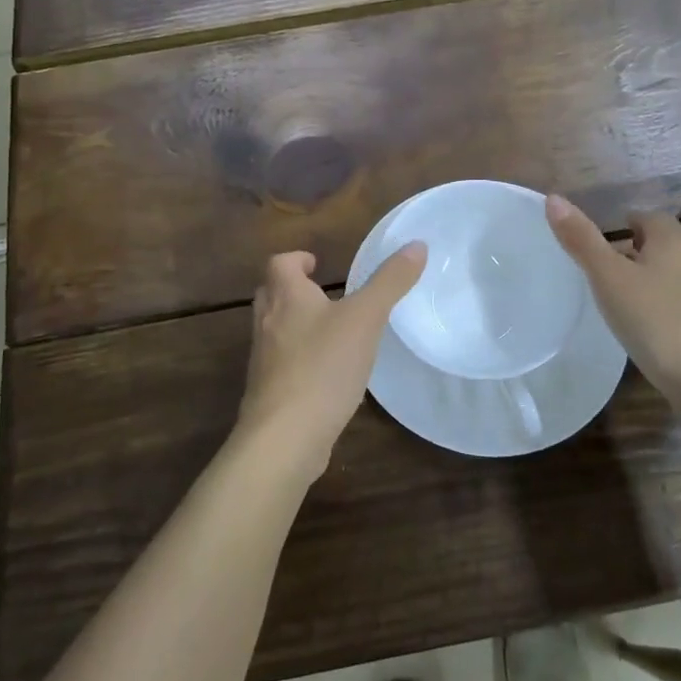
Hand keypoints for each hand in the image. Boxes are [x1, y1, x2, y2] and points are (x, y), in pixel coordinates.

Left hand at [236, 244, 425, 485]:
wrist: (285, 436)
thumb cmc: (324, 366)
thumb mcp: (366, 318)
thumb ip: (390, 282)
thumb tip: (417, 244)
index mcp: (286, 297)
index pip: (278, 263)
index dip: (296, 259)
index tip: (317, 264)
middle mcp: (267, 323)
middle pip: (270, 294)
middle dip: (292, 289)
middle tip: (321, 293)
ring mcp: (263, 360)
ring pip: (273, 330)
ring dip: (294, 324)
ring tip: (328, 332)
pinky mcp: (268, 393)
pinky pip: (280, 365)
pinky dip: (297, 360)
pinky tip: (324, 375)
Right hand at [545, 194, 680, 399]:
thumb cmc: (656, 321)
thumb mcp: (608, 279)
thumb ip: (581, 239)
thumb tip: (553, 198)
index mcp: (674, 234)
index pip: (638, 217)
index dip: (613, 234)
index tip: (594, 262)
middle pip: (657, 241)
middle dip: (631, 254)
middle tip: (604, 284)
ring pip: (671, 268)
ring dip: (648, 279)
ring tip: (623, 306)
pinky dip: (664, 301)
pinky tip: (650, 326)